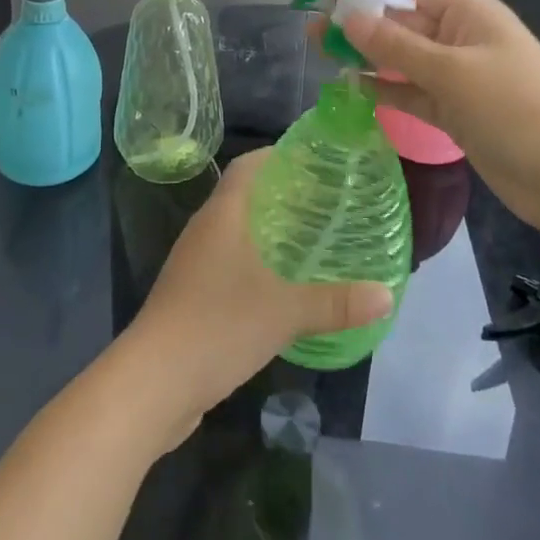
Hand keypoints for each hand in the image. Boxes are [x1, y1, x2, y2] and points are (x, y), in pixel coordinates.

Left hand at [119, 149, 392, 445]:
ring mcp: (193, 264)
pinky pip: (228, 264)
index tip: (313, 159)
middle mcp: (205, 230)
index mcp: (222, 214)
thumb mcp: (285, 312)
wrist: (153, 383)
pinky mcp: (190, 297)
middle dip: (281, 195)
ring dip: (268, 232)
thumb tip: (386, 295)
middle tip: (325, 201)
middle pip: (244, 196)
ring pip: (236, 233)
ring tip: (310, 240)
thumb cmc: (218, 325)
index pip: (248, 166)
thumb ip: (336, 302)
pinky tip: (281, 287)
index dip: (277, 156)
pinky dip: (255, 265)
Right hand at [340, 0, 539, 249]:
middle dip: (363, 23)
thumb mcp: (452, 72)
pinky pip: (413, 92)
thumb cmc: (515, 109)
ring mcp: (459, 76)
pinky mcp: (456, 112)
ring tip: (323, 57)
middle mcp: (461, 37)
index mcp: (468, 12)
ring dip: (369, 57)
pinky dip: (386, 90)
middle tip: (315, 32)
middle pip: (405, 20)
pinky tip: (353, 89)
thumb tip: (348, 18)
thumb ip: (397, 46)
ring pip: (405, 58)